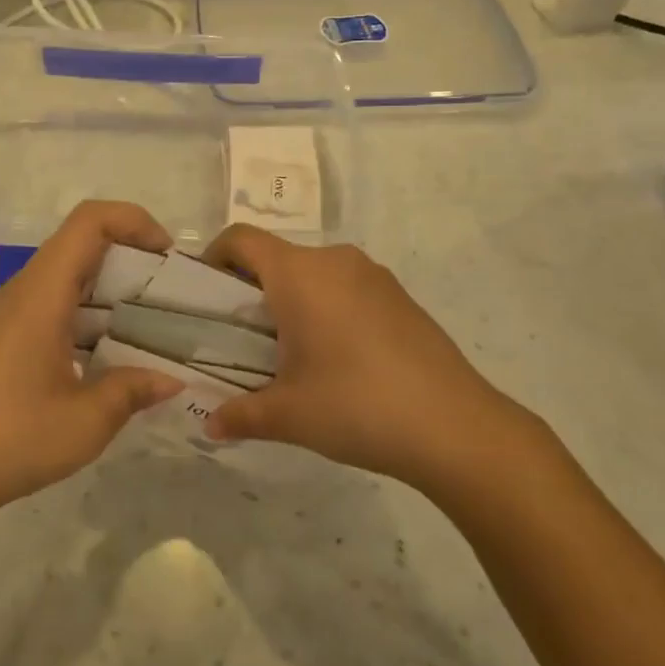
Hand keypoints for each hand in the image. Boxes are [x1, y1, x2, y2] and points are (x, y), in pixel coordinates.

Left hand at [0, 201, 183, 530]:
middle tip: (172, 295)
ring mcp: (16, 313)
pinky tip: (117, 355)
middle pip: (85, 243)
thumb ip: (133, 390)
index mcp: (43, 292)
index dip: (135, 221)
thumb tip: (173, 380)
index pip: (91, 220)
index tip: (169, 258)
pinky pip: (60, 304)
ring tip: (155, 324)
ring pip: (73, 275)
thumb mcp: (86, 421)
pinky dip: (95, 315)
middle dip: (133, 257)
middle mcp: (28, 290)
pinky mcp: (12, 337)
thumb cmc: (12, 438)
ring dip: (115, 289)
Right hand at [200, 226, 541, 505]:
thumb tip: (210, 425)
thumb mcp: (288, 415)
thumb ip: (240, 414)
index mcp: (298, 274)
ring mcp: (373, 275)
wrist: (456, 427)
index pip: (240, 239)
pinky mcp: (400, 296)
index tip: (208, 297)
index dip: (215, 258)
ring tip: (294, 352)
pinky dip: (329, 307)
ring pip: (314, 272)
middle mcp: (334, 260)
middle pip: (277, 257)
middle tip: (246, 338)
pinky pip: (347, 287)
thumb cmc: (356, 406)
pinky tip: (341, 359)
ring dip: (293, 299)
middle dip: (253, 289)